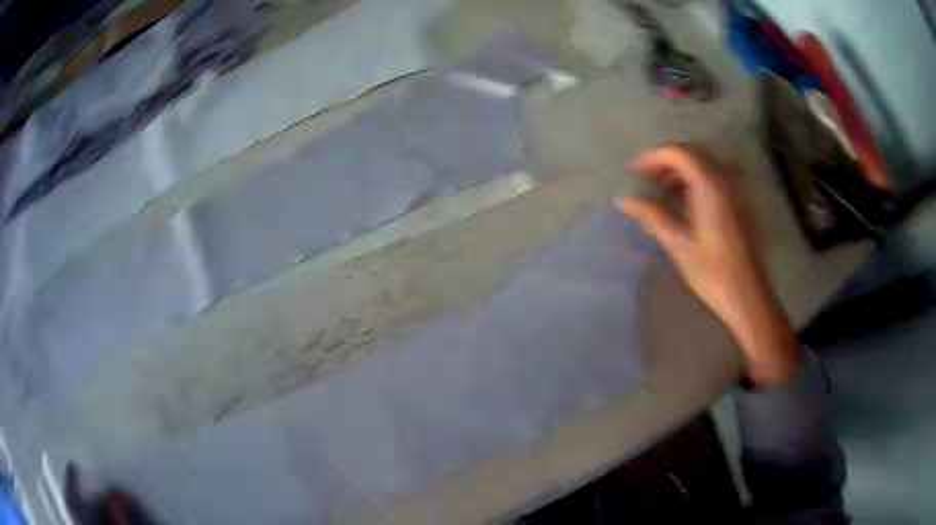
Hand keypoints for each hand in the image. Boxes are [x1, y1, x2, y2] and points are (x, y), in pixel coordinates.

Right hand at [616, 145, 798, 385]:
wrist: (748, 297)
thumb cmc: (714, 273)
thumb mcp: (679, 244)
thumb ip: (652, 216)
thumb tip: (623, 199)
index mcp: (710, 186)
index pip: (678, 153)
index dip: (652, 158)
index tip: (633, 174)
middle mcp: (725, 180)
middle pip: (692, 152)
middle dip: (666, 160)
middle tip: (647, 181)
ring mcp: (735, 190)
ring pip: (705, 164)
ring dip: (681, 170)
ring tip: (663, 193)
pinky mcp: (740, 203)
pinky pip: (715, 177)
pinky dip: (696, 180)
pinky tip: (686, 204)